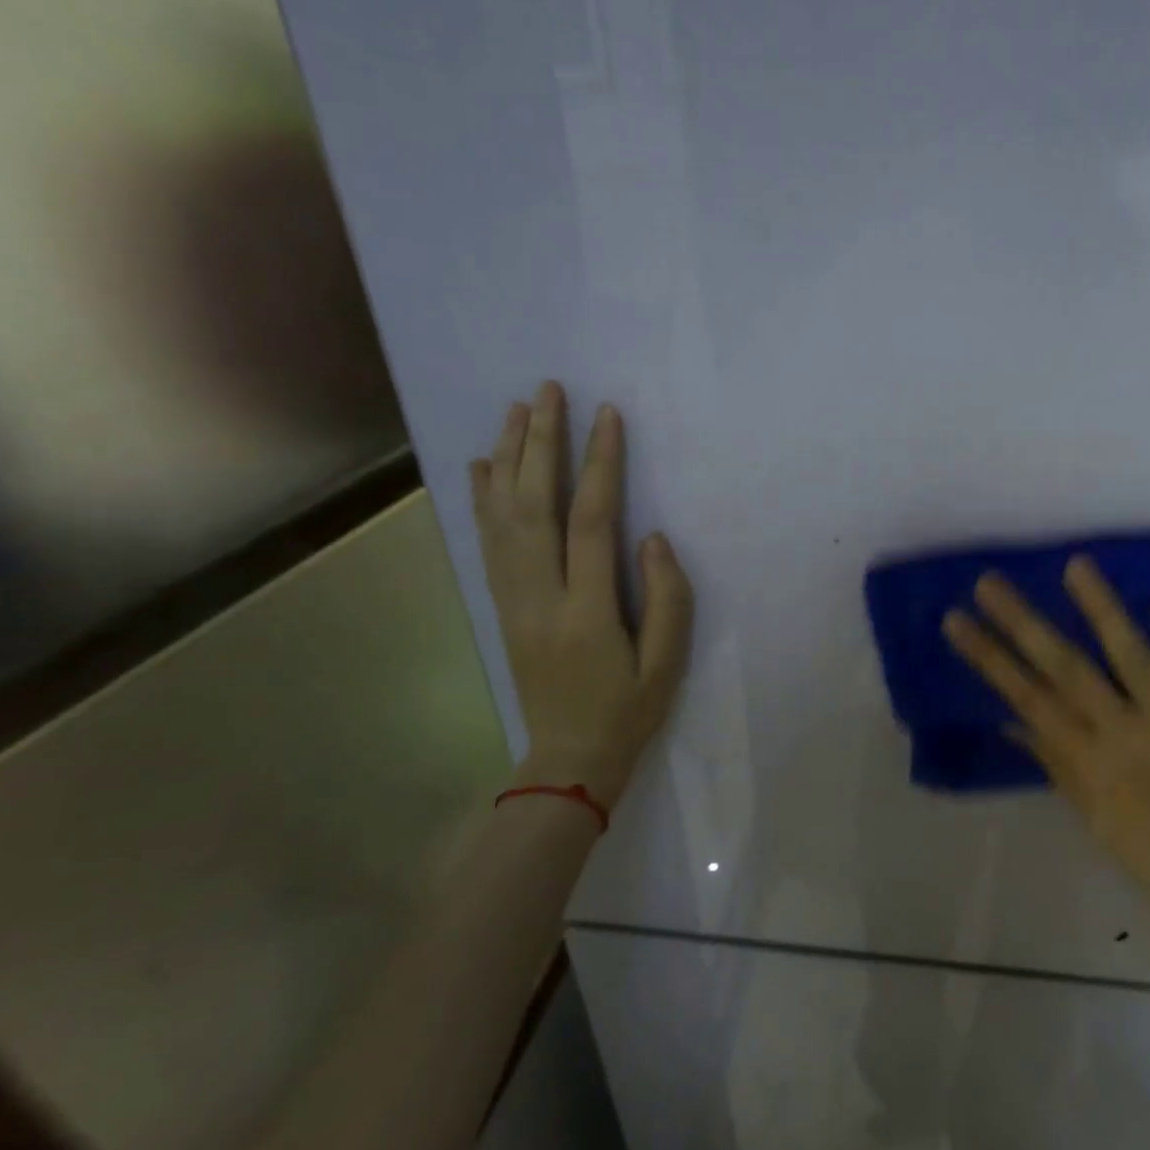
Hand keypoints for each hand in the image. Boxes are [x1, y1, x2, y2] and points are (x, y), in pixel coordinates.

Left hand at [471, 382, 692, 806]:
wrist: (568, 758)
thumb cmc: (627, 710)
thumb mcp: (667, 663)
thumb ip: (666, 597)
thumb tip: (652, 537)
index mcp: (586, 611)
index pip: (590, 522)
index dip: (599, 464)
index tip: (607, 416)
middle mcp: (538, 596)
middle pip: (532, 505)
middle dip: (540, 443)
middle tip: (546, 391)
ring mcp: (511, 600)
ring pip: (501, 516)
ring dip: (508, 458)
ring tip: (516, 410)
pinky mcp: (502, 606)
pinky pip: (487, 542)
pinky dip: (482, 499)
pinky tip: (483, 466)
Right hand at [943, 556, 1149, 946]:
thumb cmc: (1148, 851)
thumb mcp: (1090, 816)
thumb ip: (1054, 761)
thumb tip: (1012, 718)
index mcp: (1088, 761)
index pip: (1027, 697)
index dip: (989, 657)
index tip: (957, 620)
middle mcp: (1123, 730)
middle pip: (1066, 667)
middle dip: (1023, 622)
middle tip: (989, 582)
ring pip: (1129, 653)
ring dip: (1101, 607)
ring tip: (1074, 565)